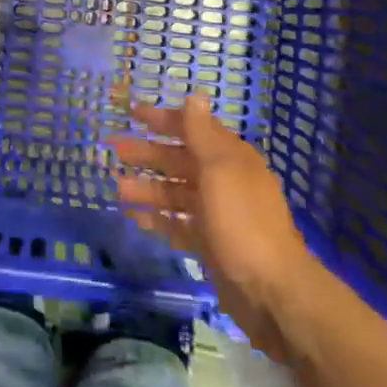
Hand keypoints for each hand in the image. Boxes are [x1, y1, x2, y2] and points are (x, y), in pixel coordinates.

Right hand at [112, 93, 313, 359]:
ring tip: (117, 188)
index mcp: (230, 158)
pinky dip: (158, 219)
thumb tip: (195, 93)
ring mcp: (217, 214)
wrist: (272, 292)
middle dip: (148, 153)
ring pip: (175, 193)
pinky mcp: (210, 244)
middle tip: (114, 148)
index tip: (131, 112)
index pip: (191, 129)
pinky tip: (135, 217)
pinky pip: (178, 224)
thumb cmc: (243, 222)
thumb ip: (202, 134)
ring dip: (148, 188)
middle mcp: (223, 181)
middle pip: (179, 160)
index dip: (162, 119)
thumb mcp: (220, 170)